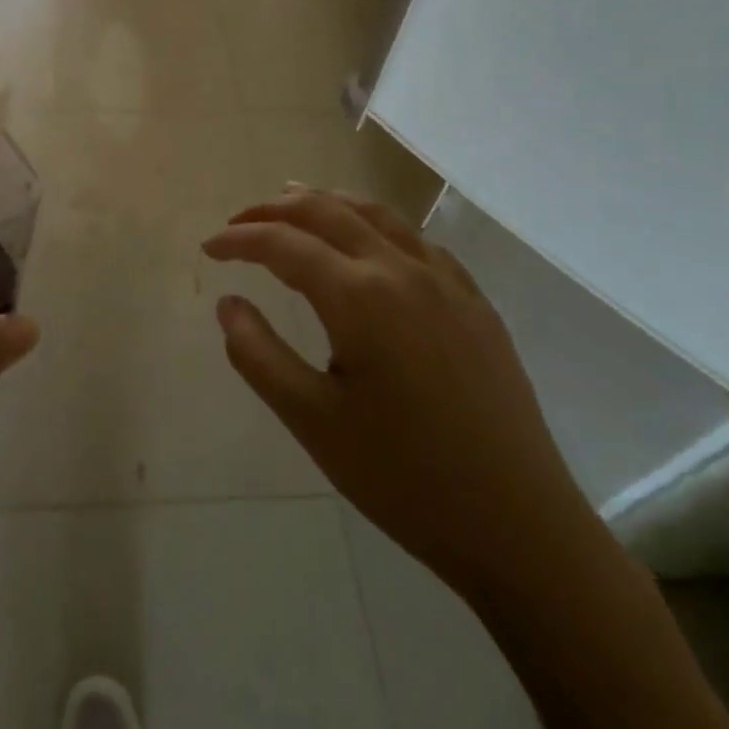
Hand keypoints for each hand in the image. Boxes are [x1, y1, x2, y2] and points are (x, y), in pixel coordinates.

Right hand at [202, 187, 600, 600]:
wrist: (519, 526)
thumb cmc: (404, 478)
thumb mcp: (313, 422)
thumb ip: (259, 355)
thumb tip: (227, 303)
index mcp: (359, 297)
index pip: (284, 245)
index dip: (239, 239)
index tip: (208, 248)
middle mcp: (401, 271)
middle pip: (327, 212)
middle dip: (275, 210)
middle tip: (239, 221)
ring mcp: (445, 282)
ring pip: (376, 214)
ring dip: (327, 202)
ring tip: (294, 202)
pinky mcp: (474, 302)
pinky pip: (416, 240)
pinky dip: (376, 224)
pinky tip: (369, 242)